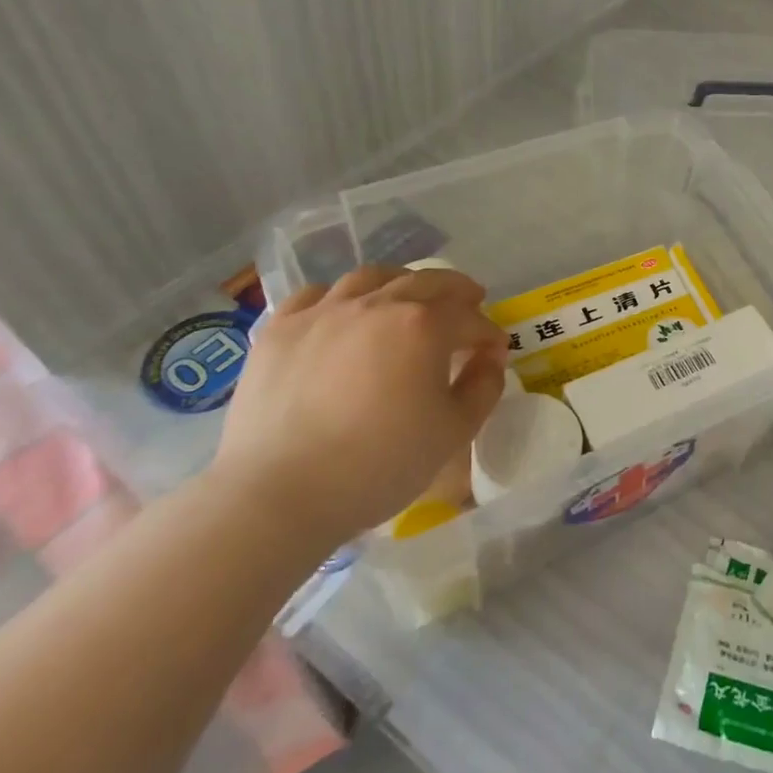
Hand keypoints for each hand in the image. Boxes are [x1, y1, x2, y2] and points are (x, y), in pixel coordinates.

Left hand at [211, 266, 508, 552]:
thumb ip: (483, 387)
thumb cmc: (378, 465)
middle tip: (469, 304)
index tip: (494, 352)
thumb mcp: (453, 433)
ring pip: (371, 277)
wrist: (278, 495)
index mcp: (424, 326)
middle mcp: (377, 304)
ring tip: (408, 298)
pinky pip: (317, 295)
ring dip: (401, 283)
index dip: (489, 333)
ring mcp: (323, 312)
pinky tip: (344, 315)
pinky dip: (341, 298)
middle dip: (457, 291)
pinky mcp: (280, 329)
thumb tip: (490, 359)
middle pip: (427, 281)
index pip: (470, 318)